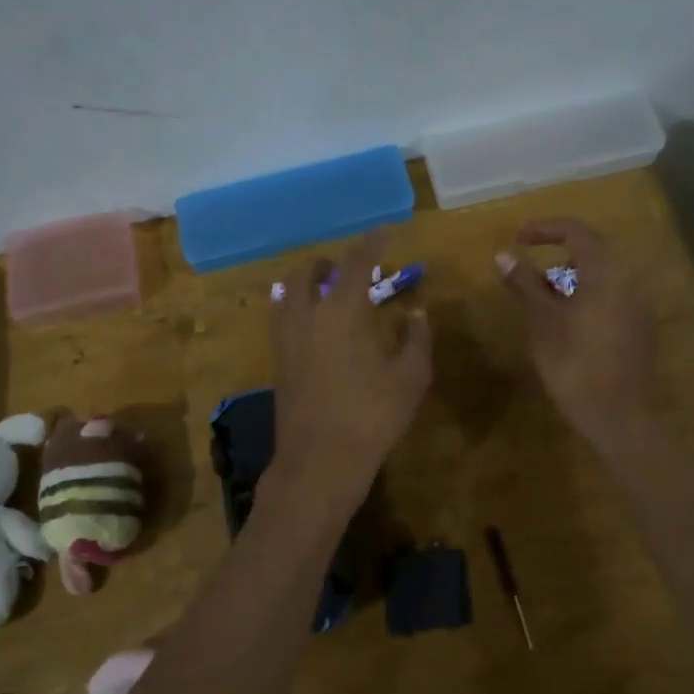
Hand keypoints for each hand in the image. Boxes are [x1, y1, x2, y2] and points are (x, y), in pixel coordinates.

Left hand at [269, 231, 431, 498]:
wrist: (318, 463)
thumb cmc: (371, 417)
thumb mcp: (410, 378)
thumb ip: (416, 338)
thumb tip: (416, 312)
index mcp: (341, 311)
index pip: (356, 261)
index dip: (373, 241)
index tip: (387, 230)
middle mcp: (306, 315)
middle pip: (307, 271)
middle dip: (329, 262)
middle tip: (350, 268)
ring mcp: (285, 339)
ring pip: (287, 293)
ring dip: (306, 282)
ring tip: (327, 291)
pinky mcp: (277, 362)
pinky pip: (281, 317)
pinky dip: (296, 307)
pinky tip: (314, 325)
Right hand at [497, 218, 657, 448]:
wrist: (618, 416)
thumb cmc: (574, 365)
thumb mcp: (542, 322)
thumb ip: (524, 284)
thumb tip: (503, 254)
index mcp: (606, 273)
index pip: (576, 232)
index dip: (544, 229)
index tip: (517, 238)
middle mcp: (629, 280)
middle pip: (593, 250)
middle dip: (557, 252)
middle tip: (527, 264)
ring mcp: (639, 304)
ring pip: (602, 274)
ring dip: (571, 274)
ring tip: (542, 294)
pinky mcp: (640, 325)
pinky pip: (612, 293)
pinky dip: (587, 293)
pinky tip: (567, 317)